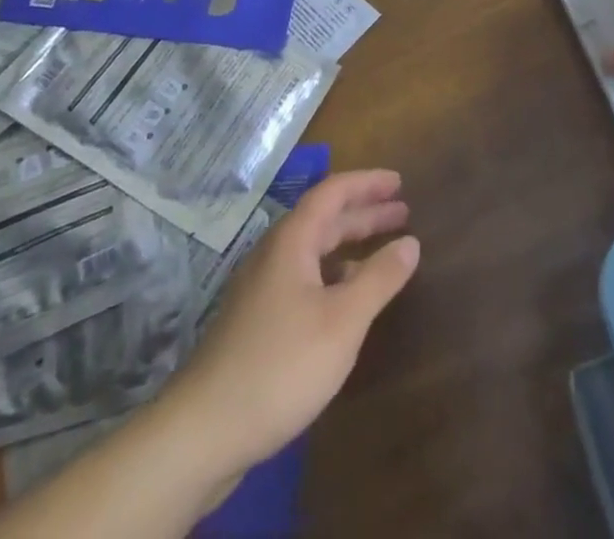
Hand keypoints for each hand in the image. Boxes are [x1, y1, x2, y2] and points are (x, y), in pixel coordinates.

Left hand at [167, 170, 419, 482]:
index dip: (367, 183)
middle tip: (403, 212)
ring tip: (385, 250)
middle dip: (364, 213)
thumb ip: (379, 278)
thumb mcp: (343, 321)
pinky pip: (305, 278)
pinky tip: (349, 299)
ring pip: (314, 252)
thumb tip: (410, 242)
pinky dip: (334, 275)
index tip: (399, 181)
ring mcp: (261, 290)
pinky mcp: (257, 322)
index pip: (332, 192)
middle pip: (324, 219)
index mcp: (292, 241)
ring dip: (350, 245)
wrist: (203, 433)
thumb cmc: (281, 365)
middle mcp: (274, 255)